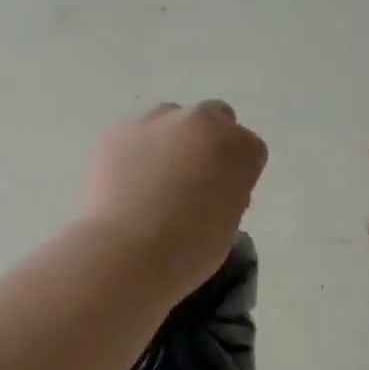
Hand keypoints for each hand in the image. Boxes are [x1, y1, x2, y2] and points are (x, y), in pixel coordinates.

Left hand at [82, 101, 267, 296]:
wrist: (128, 252)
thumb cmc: (191, 249)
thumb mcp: (229, 225)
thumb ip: (226, 194)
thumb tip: (207, 190)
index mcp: (240, 147)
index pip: (249, 149)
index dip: (236, 172)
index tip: (223, 196)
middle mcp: (202, 121)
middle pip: (214, 117)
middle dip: (207, 141)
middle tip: (191, 179)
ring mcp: (157, 120)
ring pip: (170, 119)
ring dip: (169, 141)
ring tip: (153, 181)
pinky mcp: (119, 130)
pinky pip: (133, 135)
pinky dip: (133, 153)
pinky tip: (124, 184)